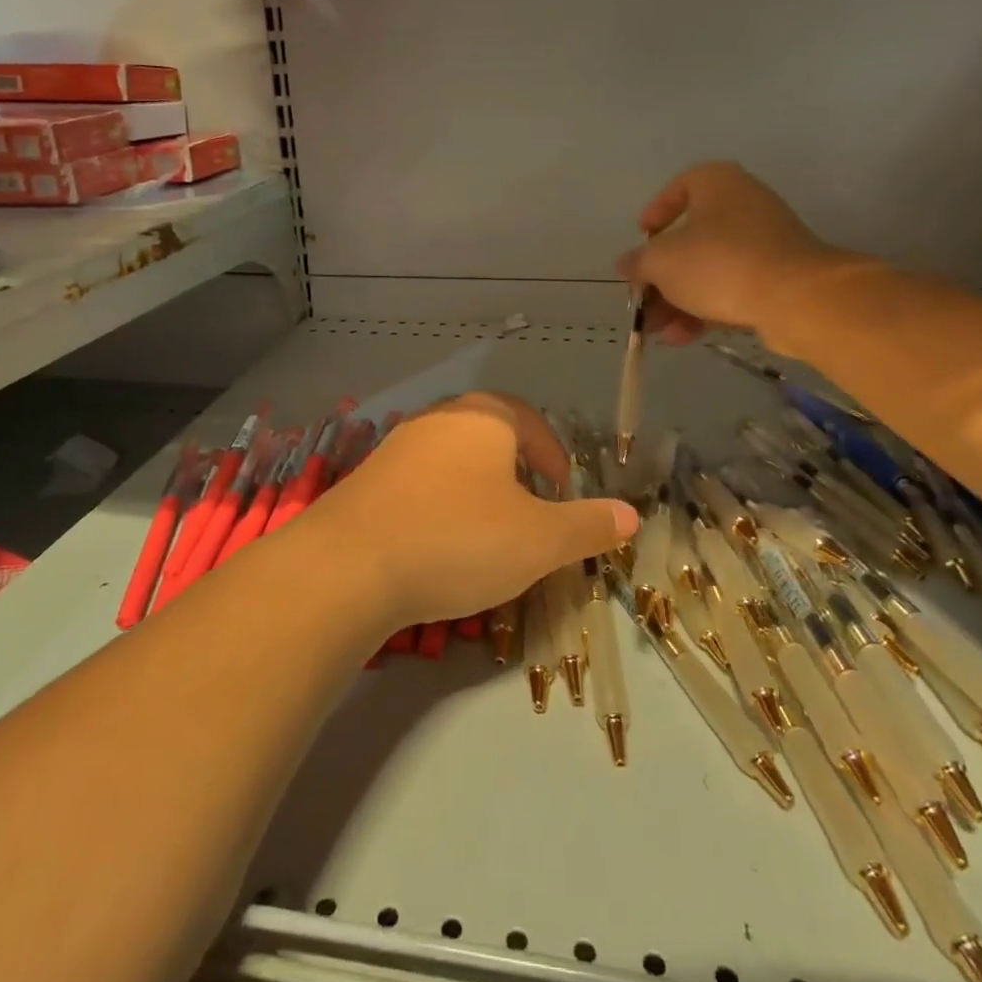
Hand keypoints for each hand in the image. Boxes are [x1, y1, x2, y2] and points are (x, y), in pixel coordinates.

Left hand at [297, 393, 636, 627]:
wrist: (349, 565)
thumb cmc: (459, 539)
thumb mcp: (539, 539)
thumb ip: (588, 525)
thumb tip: (631, 515)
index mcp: (485, 417)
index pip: (533, 422)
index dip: (555, 458)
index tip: (562, 494)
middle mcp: (440, 418)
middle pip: (492, 436)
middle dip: (518, 472)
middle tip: (531, 513)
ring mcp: (398, 445)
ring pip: (454, 459)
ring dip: (479, 489)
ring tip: (488, 531)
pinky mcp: (368, 477)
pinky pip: (419, 482)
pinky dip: (441, 504)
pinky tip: (439, 543)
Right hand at [615, 161, 851, 345]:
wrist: (796, 298)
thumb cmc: (720, 263)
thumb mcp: (663, 262)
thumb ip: (639, 262)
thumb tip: (626, 264)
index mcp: (717, 183)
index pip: (680, 187)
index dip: (657, 212)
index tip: (642, 238)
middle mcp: (743, 205)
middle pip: (690, 238)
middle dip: (662, 275)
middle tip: (643, 299)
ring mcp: (764, 242)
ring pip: (709, 269)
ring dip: (678, 300)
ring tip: (658, 331)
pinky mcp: (777, 277)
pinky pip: (731, 288)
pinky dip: (706, 308)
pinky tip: (684, 337)